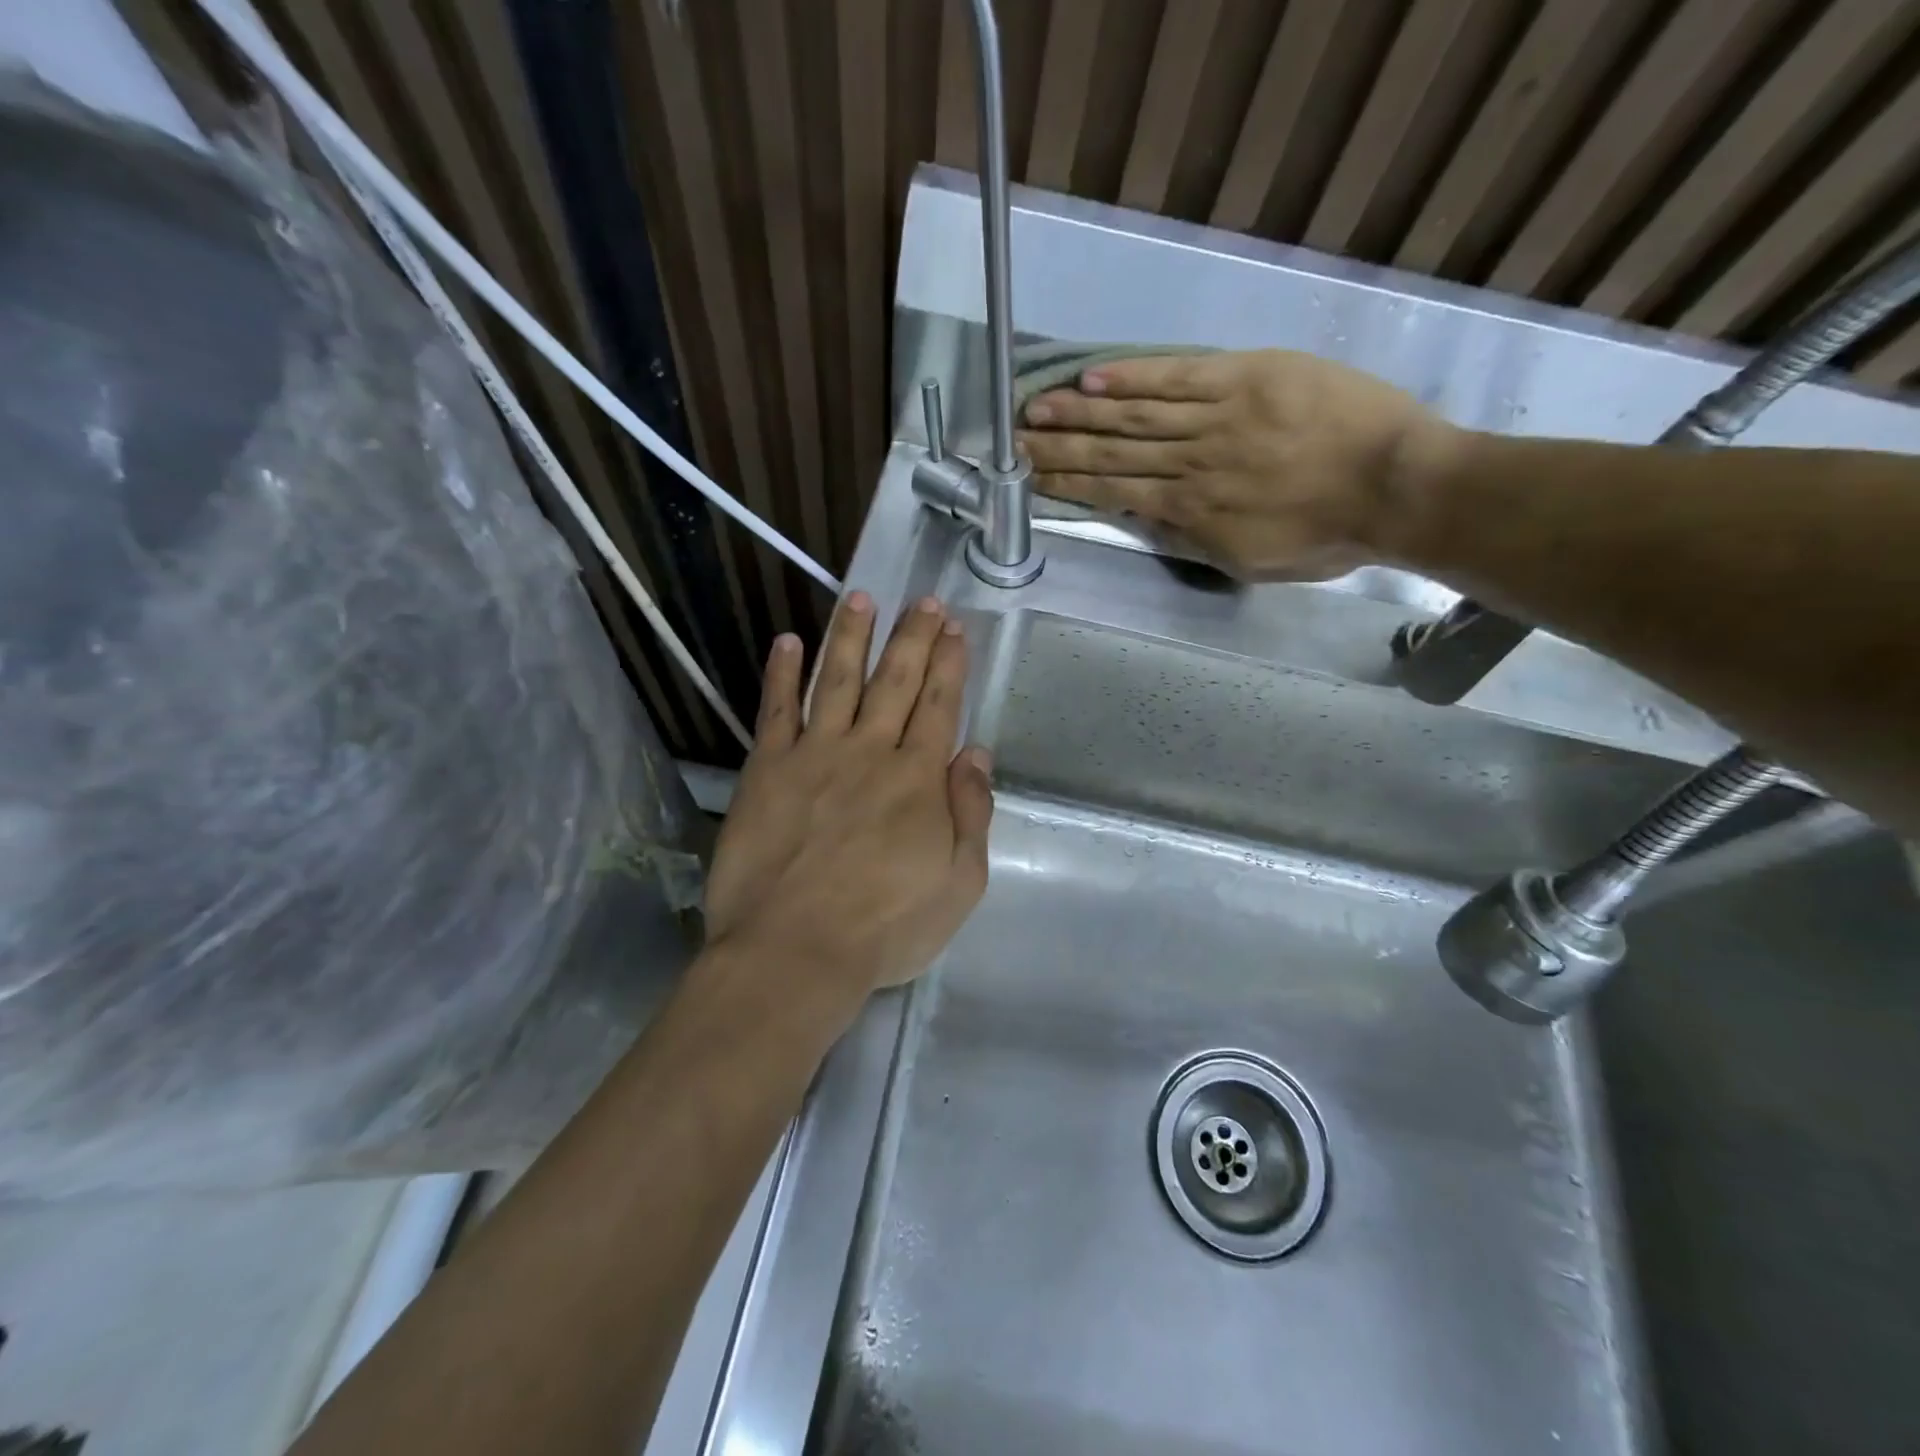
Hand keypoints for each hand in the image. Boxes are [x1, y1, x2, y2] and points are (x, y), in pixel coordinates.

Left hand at [703, 592, 992, 1002]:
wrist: (794, 951)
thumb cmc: (885, 928)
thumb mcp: (959, 884)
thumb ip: (971, 814)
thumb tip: (976, 755)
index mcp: (919, 778)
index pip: (938, 705)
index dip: (948, 663)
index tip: (953, 627)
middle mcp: (870, 752)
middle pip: (894, 681)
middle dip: (912, 637)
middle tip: (922, 601)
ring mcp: (815, 755)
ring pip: (837, 681)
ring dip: (851, 637)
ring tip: (860, 598)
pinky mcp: (767, 770)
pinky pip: (776, 711)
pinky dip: (782, 674)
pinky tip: (787, 642)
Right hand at [1018, 349, 1458, 579]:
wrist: (1398, 486)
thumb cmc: (1328, 536)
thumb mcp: (1251, 562)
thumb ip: (1196, 541)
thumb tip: (1148, 519)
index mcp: (1192, 513)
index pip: (1116, 494)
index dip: (1069, 486)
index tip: (1032, 479)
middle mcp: (1191, 464)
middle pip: (1113, 453)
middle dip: (1060, 448)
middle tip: (1015, 442)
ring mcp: (1216, 417)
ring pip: (1135, 415)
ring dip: (1080, 411)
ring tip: (1037, 408)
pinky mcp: (1246, 377)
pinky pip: (1178, 376)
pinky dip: (1132, 377)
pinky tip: (1093, 376)